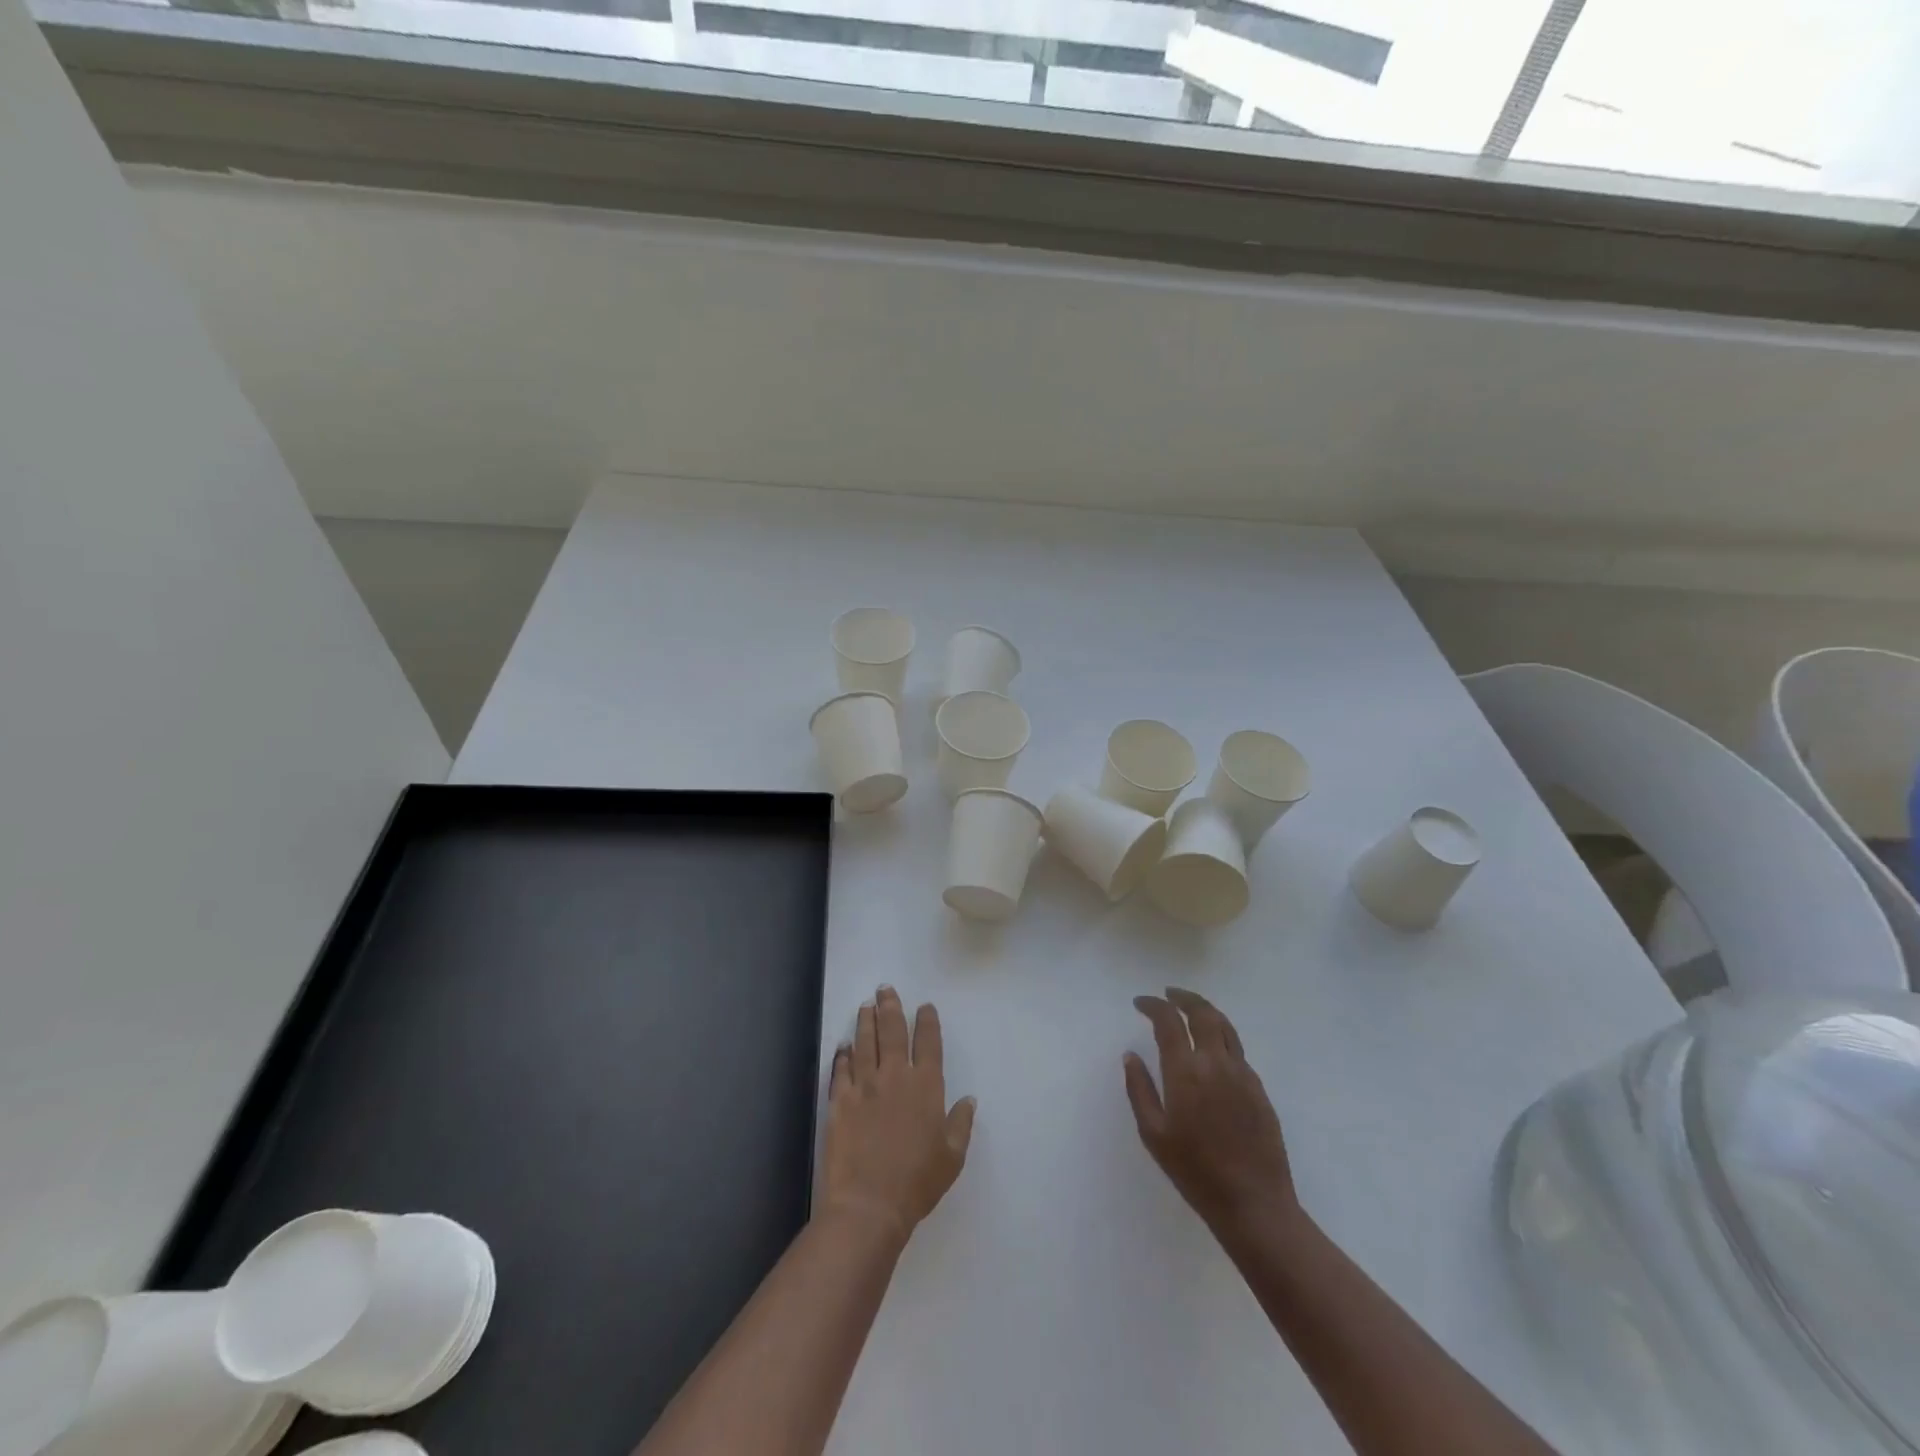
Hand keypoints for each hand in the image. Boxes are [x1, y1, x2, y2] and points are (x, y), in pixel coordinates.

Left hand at [822, 986, 975, 1244]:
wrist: (869, 1204)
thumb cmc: (917, 1182)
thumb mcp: (952, 1157)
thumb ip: (960, 1124)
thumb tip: (969, 1100)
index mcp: (926, 1086)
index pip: (928, 1043)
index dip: (927, 1022)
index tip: (925, 1007)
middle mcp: (895, 1076)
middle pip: (892, 1032)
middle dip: (891, 1007)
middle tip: (885, 990)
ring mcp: (864, 1086)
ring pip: (865, 1043)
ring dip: (865, 1022)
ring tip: (866, 1006)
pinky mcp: (839, 1101)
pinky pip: (841, 1069)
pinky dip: (842, 1055)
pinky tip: (842, 1046)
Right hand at [1125, 988, 1299, 1236]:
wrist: (1254, 1204)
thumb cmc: (1195, 1172)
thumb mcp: (1154, 1134)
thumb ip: (1140, 1090)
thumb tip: (1131, 1056)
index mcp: (1186, 1072)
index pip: (1168, 1021)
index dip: (1153, 1005)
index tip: (1140, 1003)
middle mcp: (1215, 1063)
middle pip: (1202, 1012)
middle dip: (1183, 998)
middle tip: (1168, 995)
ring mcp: (1242, 1074)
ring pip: (1225, 1026)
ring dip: (1205, 1010)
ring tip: (1190, 1010)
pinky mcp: (1259, 1089)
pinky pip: (1237, 1050)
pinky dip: (1221, 1036)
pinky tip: (1212, 1049)